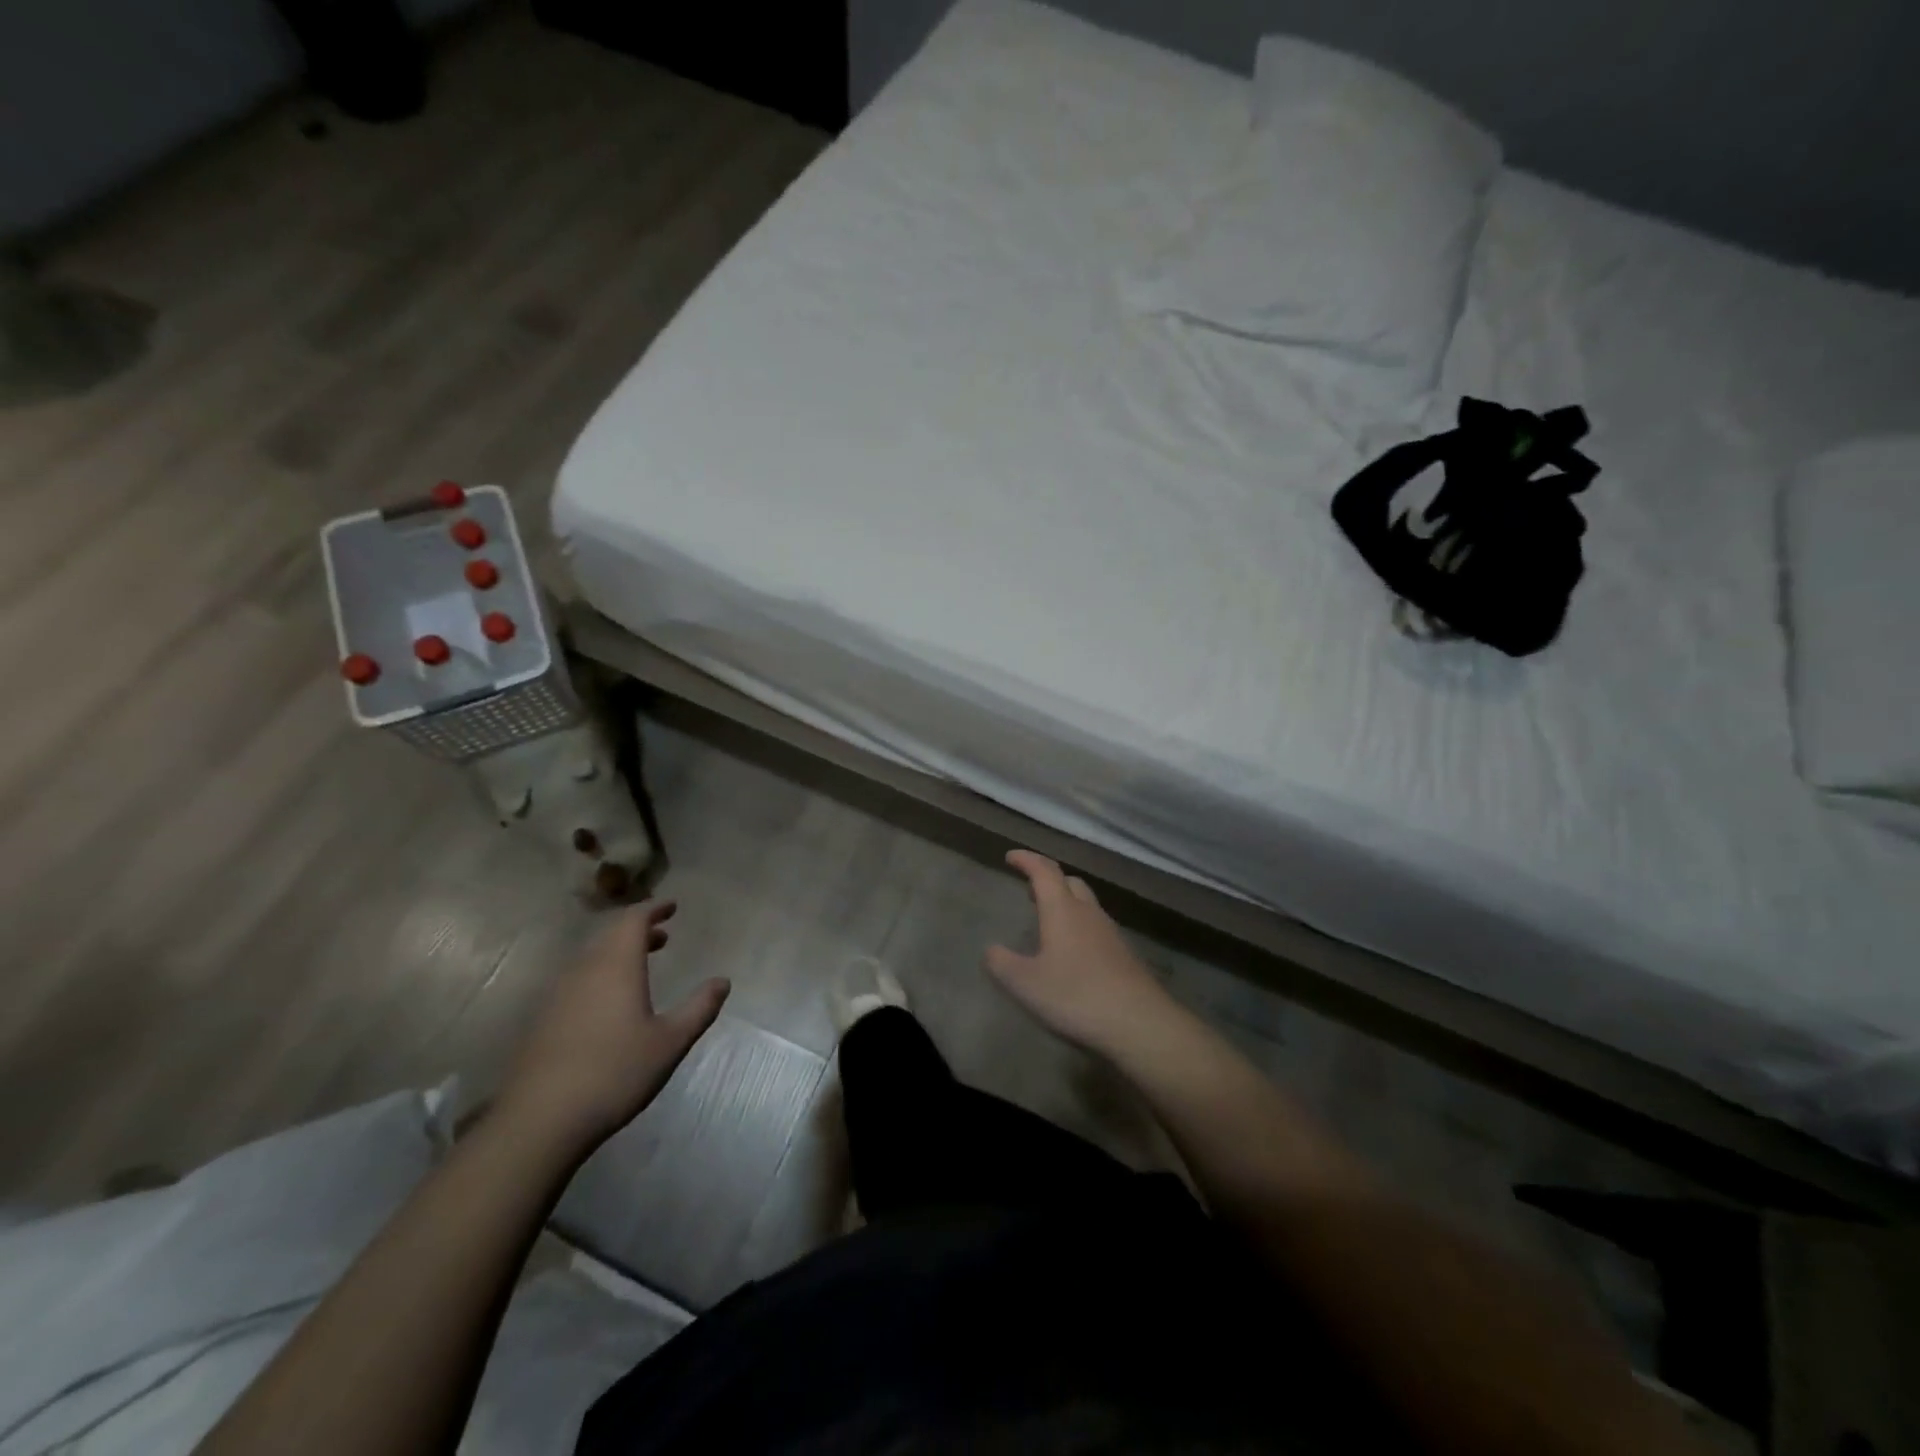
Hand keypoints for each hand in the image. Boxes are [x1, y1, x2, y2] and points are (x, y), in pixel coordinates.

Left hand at [498, 901, 728, 1151]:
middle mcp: (584, 970)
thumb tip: (723, 981)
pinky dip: (598, 975)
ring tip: (640, 966)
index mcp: (616, 965)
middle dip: (637, 930)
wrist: (539, 1120)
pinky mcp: (541, 1019)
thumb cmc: (615, 1072)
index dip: (653, 909)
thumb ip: (699, 1008)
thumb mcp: (670, 1042)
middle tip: (662, 935)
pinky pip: (575, 980)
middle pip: (609, 935)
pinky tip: (608, 1003)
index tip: (671, 906)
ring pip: (590, 957)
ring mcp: (557, 994)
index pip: (633, 920)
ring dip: (616, 953)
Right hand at [984, 850, 1173, 1057]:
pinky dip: (1080, 925)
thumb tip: (990, 949)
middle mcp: (1088, 913)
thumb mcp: (1025, 984)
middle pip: (1069, 882)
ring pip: (1086, 904)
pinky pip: (1097, 926)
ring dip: (1066, 901)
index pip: (1043, 871)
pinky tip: (1074, 950)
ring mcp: (1110, 933)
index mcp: (1062, 910)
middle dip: (1048, 879)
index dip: (1026, 860)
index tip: (1011, 856)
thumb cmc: (1076, 996)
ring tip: (1049, 918)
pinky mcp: (1124, 955)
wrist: (1139, 1023)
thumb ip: (1001, 963)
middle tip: (1030, 888)